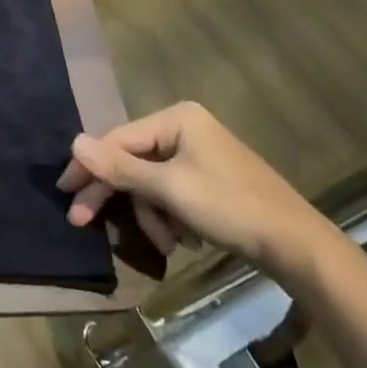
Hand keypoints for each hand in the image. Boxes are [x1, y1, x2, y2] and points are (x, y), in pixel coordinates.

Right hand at [57, 101, 340, 284]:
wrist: (300, 248)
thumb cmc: (231, 208)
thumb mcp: (170, 189)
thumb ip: (119, 167)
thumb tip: (73, 142)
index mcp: (176, 119)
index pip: (117, 139)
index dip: (89, 167)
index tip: (66, 193)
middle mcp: (185, 128)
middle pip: (132, 161)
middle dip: (117, 196)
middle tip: (84, 221)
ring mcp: (199, 154)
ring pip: (150, 182)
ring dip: (151, 214)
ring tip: (167, 244)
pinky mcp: (210, 180)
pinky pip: (171, 193)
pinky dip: (170, 217)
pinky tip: (183, 239)